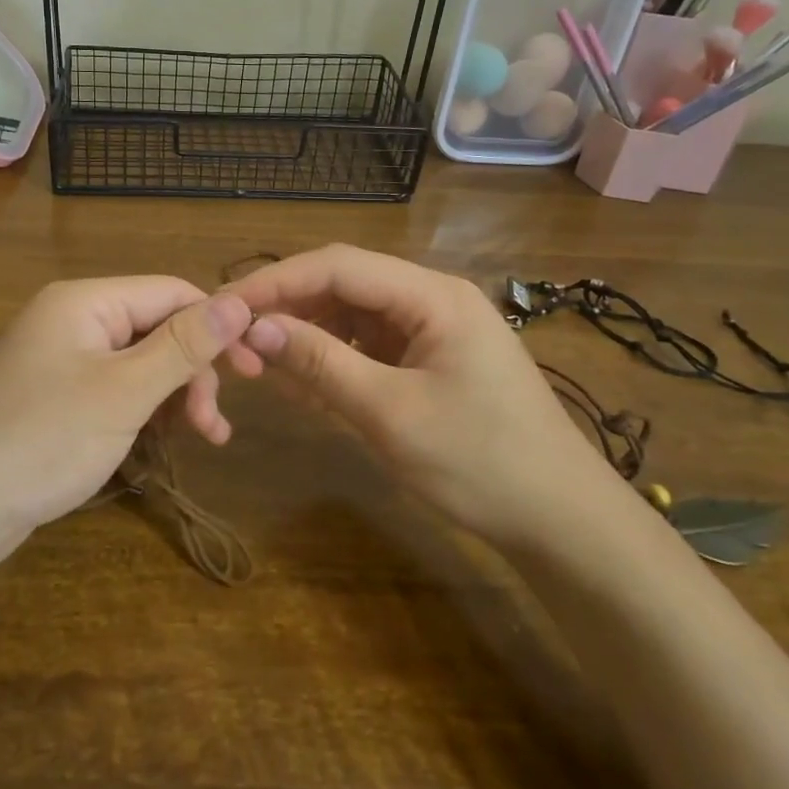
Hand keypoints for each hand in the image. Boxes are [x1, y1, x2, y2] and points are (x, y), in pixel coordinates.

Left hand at [0, 277, 253, 536]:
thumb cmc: (44, 440)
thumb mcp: (125, 392)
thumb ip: (183, 346)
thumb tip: (239, 302)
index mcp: (85, 302)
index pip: (170, 292)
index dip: (217, 325)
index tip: (255, 369)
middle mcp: (73, 319)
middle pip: (156, 328)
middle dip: (193, 371)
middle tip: (216, 425)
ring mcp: (62, 359)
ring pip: (140, 363)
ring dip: (175, 395)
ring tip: (202, 439)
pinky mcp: (57, 396)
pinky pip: (116, 388)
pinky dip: (145, 411)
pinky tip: (164, 442)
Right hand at [226, 245, 613, 543]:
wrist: (562, 522)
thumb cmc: (482, 463)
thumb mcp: (390, 413)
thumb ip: (320, 363)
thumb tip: (255, 328)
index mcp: (433, 295)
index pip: (339, 265)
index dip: (277, 281)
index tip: (226, 305)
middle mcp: (432, 299)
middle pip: (344, 284)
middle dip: (289, 308)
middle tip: (237, 339)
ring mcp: (433, 329)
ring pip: (352, 315)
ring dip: (307, 334)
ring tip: (262, 363)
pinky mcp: (430, 360)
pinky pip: (369, 346)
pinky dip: (333, 360)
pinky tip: (303, 382)